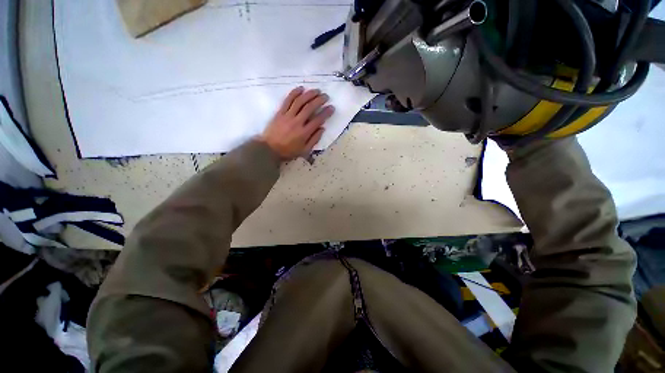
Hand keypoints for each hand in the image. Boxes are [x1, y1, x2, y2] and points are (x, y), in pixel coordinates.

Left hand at [259, 87, 334, 159]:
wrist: (269, 149)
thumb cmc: (288, 151)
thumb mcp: (304, 150)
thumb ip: (314, 139)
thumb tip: (322, 128)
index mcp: (304, 133)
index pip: (318, 119)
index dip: (326, 113)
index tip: (332, 107)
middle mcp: (297, 122)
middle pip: (310, 107)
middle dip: (319, 100)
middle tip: (326, 96)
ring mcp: (288, 116)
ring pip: (300, 101)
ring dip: (309, 94)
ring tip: (316, 90)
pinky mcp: (280, 112)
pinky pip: (287, 100)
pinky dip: (294, 93)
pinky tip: (301, 89)